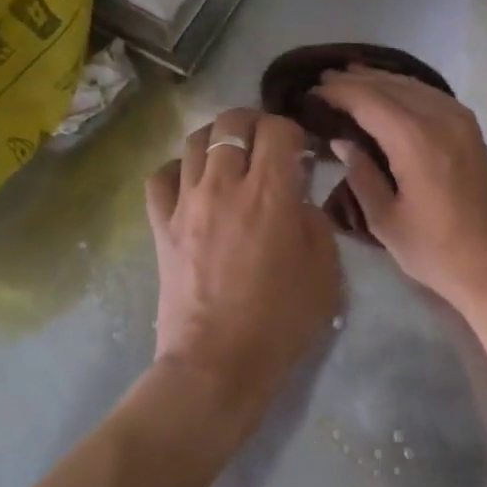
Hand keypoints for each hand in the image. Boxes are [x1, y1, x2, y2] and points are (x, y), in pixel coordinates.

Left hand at [145, 109, 340, 436]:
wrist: (217, 365)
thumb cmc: (280, 321)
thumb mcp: (325, 270)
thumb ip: (315, 220)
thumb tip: (298, 199)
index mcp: (270, 193)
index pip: (278, 129)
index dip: (294, 131)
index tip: (302, 151)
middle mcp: (225, 184)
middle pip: (233, 122)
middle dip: (256, 123)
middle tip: (269, 144)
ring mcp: (187, 202)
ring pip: (195, 139)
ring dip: (219, 139)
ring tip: (233, 158)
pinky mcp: (161, 224)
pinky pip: (161, 176)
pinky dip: (179, 169)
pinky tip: (194, 183)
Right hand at [312, 68, 486, 320]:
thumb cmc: (438, 252)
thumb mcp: (387, 222)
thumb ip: (362, 175)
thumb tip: (343, 141)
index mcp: (416, 141)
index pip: (369, 101)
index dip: (339, 92)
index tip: (312, 91)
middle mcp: (440, 119)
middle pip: (392, 86)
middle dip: (357, 80)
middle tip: (325, 79)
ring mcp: (461, 121)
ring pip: (414, 85)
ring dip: (382, 80)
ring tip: (351, 78)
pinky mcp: (472, 130)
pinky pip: (432, 95)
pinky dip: (407, 88)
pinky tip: (392, 93)